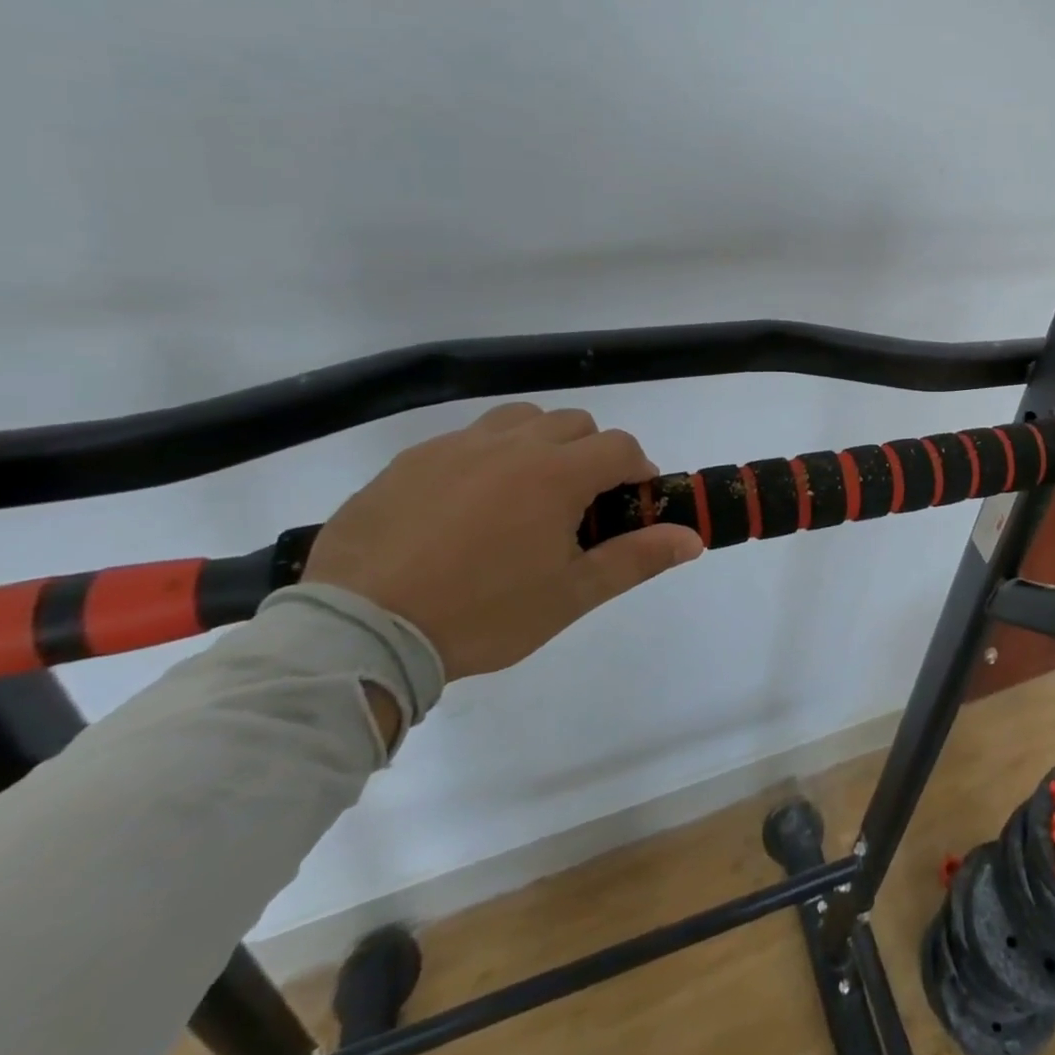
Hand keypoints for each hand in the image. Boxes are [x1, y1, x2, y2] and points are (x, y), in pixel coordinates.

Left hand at [302, 403, 703, 679]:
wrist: (361, 633)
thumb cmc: (483, 614)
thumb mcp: (571, 595)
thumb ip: (637, 559)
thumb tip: (693, 539)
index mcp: (556, 474)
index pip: (620, 446)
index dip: (636, 470)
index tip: (629, 502)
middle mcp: (510, 446)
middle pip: (574, 424)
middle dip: (591, 453)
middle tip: (578, 503)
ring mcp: (454, 448)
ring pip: (518, 420)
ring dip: (539, 443)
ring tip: (525, 492)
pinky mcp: (408, 462)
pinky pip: (463, 441)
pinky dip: (483, 459)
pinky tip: (465, 507)